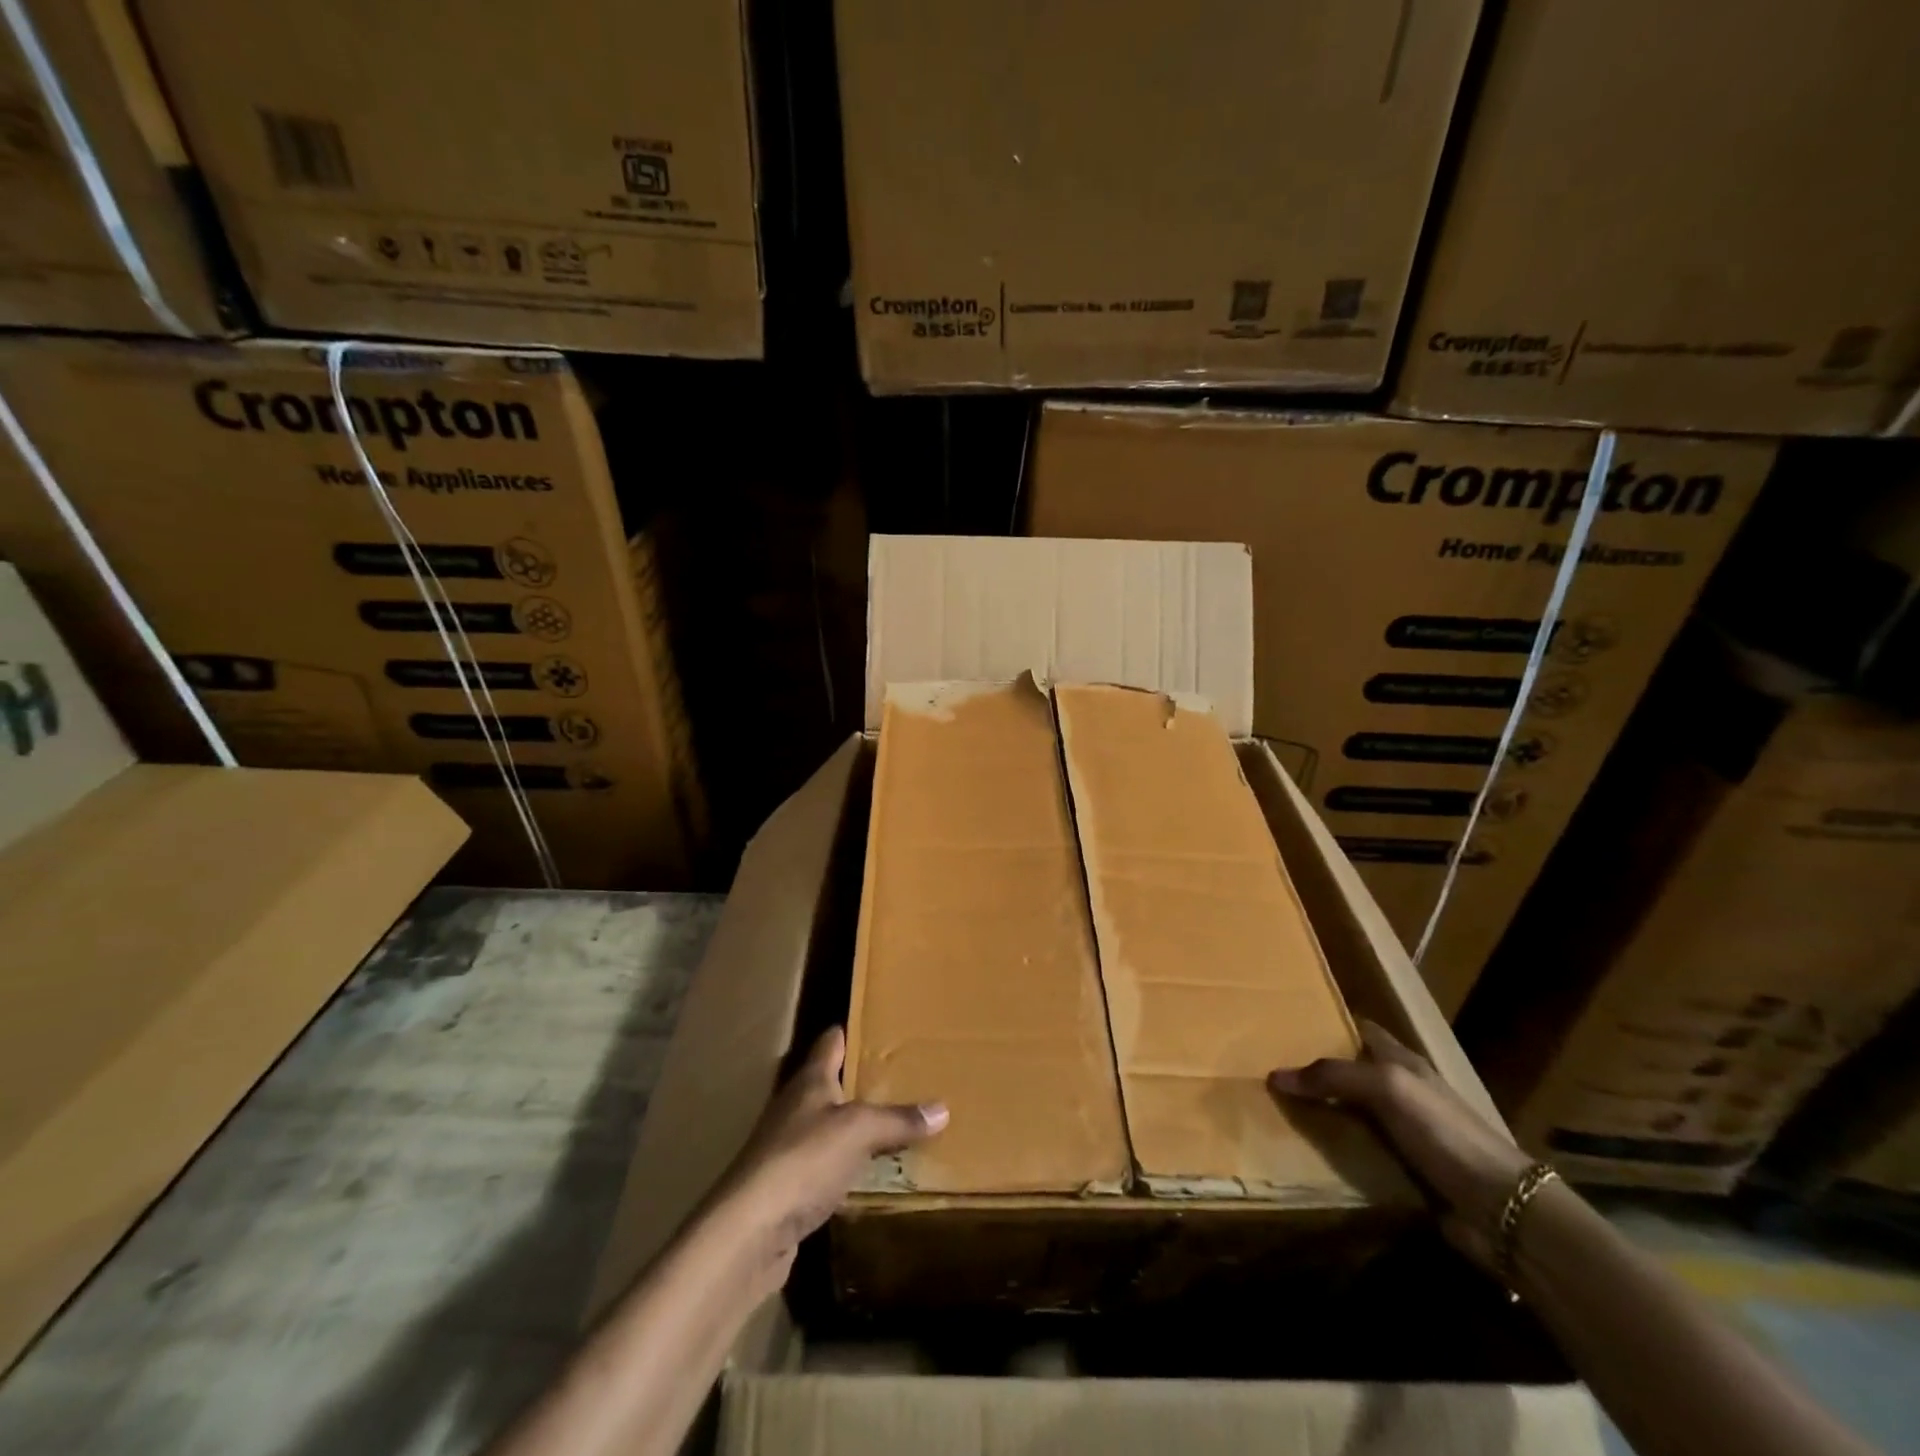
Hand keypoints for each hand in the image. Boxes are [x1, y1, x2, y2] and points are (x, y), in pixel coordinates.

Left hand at [712, 1027, 947, 1290]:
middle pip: (830, 1083)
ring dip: (854, 1126)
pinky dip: (846, 1166)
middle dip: (861, 1080)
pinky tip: (868, 1174)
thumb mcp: (859, 1131)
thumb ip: (898, 1119)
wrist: (748, 1231)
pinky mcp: (786, 1187)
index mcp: (810, 1080)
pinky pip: (824, 1166)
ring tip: (894, 1123)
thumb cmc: (803, 1160)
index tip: (879, 1025)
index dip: (852, 1031)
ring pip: (828, 1126)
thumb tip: (942, 1108)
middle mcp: (795, 1106)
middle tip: (902, 1076)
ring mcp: (787, 1147)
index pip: (831, 1042)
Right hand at [1269, 1020, 1532, 1270]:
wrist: (1501, 1209)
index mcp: (1402, 1062)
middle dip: (1312, 1071)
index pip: (1359, 1030)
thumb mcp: (1387, 1088)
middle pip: (1348, 1072)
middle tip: (1266, 1068)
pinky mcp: (1400, 1170)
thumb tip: (1275, 1075)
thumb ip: (1333, 1076)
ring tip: (1272, 1109)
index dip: (1326, 1023)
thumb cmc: (1444, 1131)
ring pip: (1348, 1113)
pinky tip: (1303, 1151)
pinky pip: (1355, 1152)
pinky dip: (1332, 1150)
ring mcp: (1401, 1132)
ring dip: (1318, 1113)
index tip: (1284, 1023)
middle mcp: (1400, 1091)